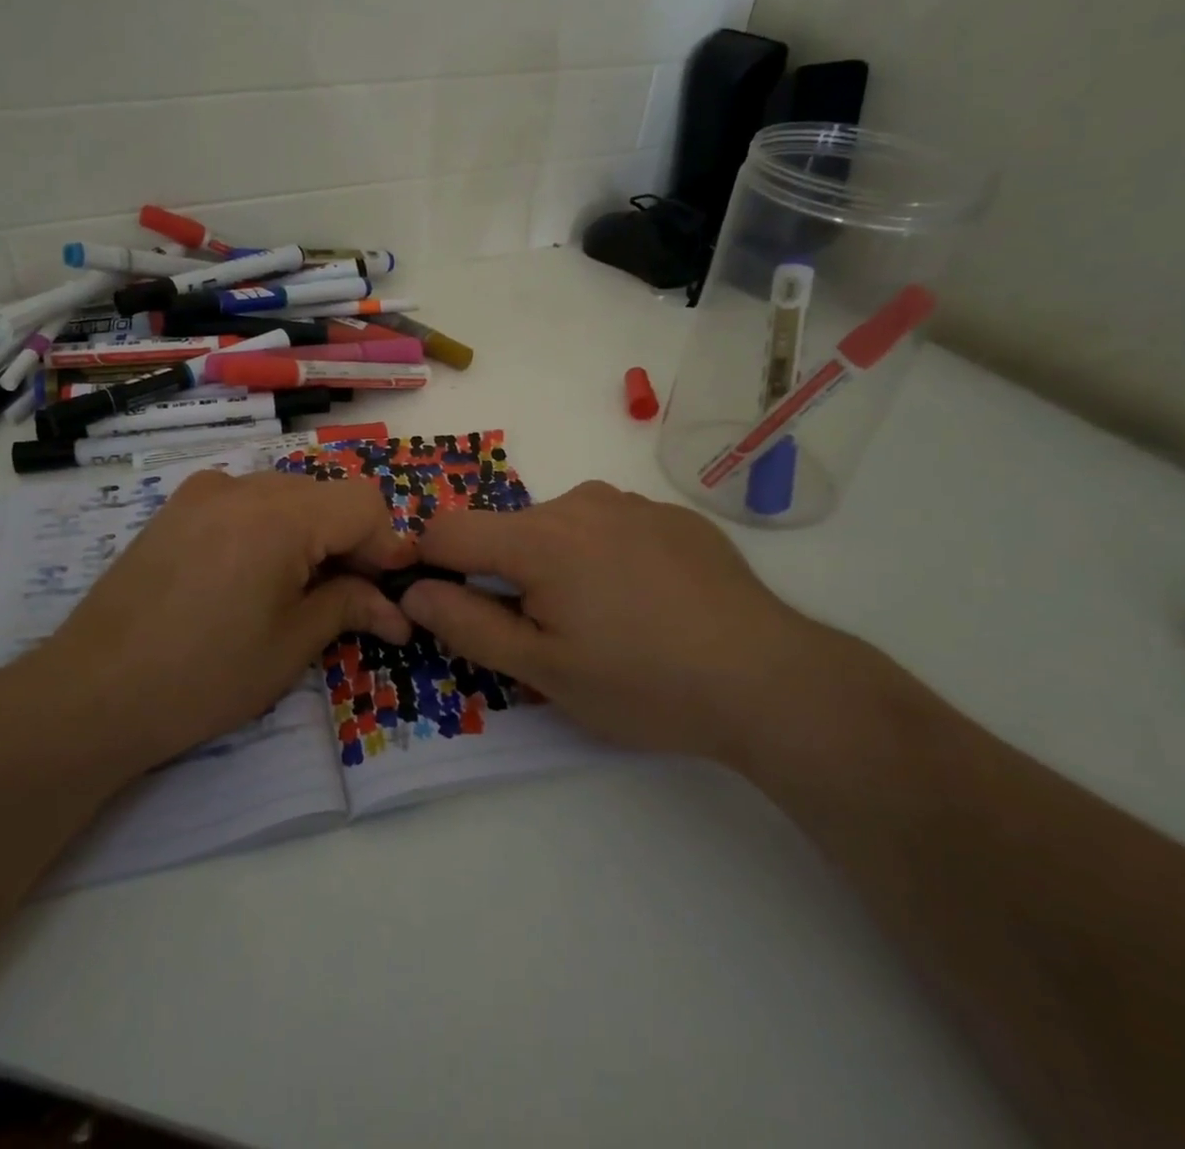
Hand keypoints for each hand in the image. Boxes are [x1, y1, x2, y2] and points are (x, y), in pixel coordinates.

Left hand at [0, 470, 414, 783]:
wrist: (90, 693)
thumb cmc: (203, 676)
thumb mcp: (290, 645)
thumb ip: (349, 607)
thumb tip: (398, 609)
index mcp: (279, 514)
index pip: (364, 503)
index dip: (388, 544)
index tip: (393, 590)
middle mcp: (243, 486)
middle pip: (325, 495)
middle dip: (352, 541)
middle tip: (354, 598)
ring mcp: (203, 492)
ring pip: (286, 495)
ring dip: (311, 533)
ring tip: (302, 590)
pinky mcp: (176, 508)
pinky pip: (245, 502)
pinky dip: (270, 528)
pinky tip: (254, 575)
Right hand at [398, 481, 836, 759]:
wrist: (769, 680)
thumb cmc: (643, 682)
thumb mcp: (543, 670)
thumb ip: (467, 624)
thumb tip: (414, 589)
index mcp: (538, 537)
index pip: (449, 530)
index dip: (431, 563)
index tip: (450, 603)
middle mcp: (579, 502)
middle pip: (508, 531)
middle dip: (506, 575)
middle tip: (549, 635)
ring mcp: (631, 502)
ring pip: (560, 527)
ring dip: (557, 564)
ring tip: (605, 620)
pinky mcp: (672, 515)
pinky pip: (611, 526)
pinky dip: (606, 556)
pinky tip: (649, 602)